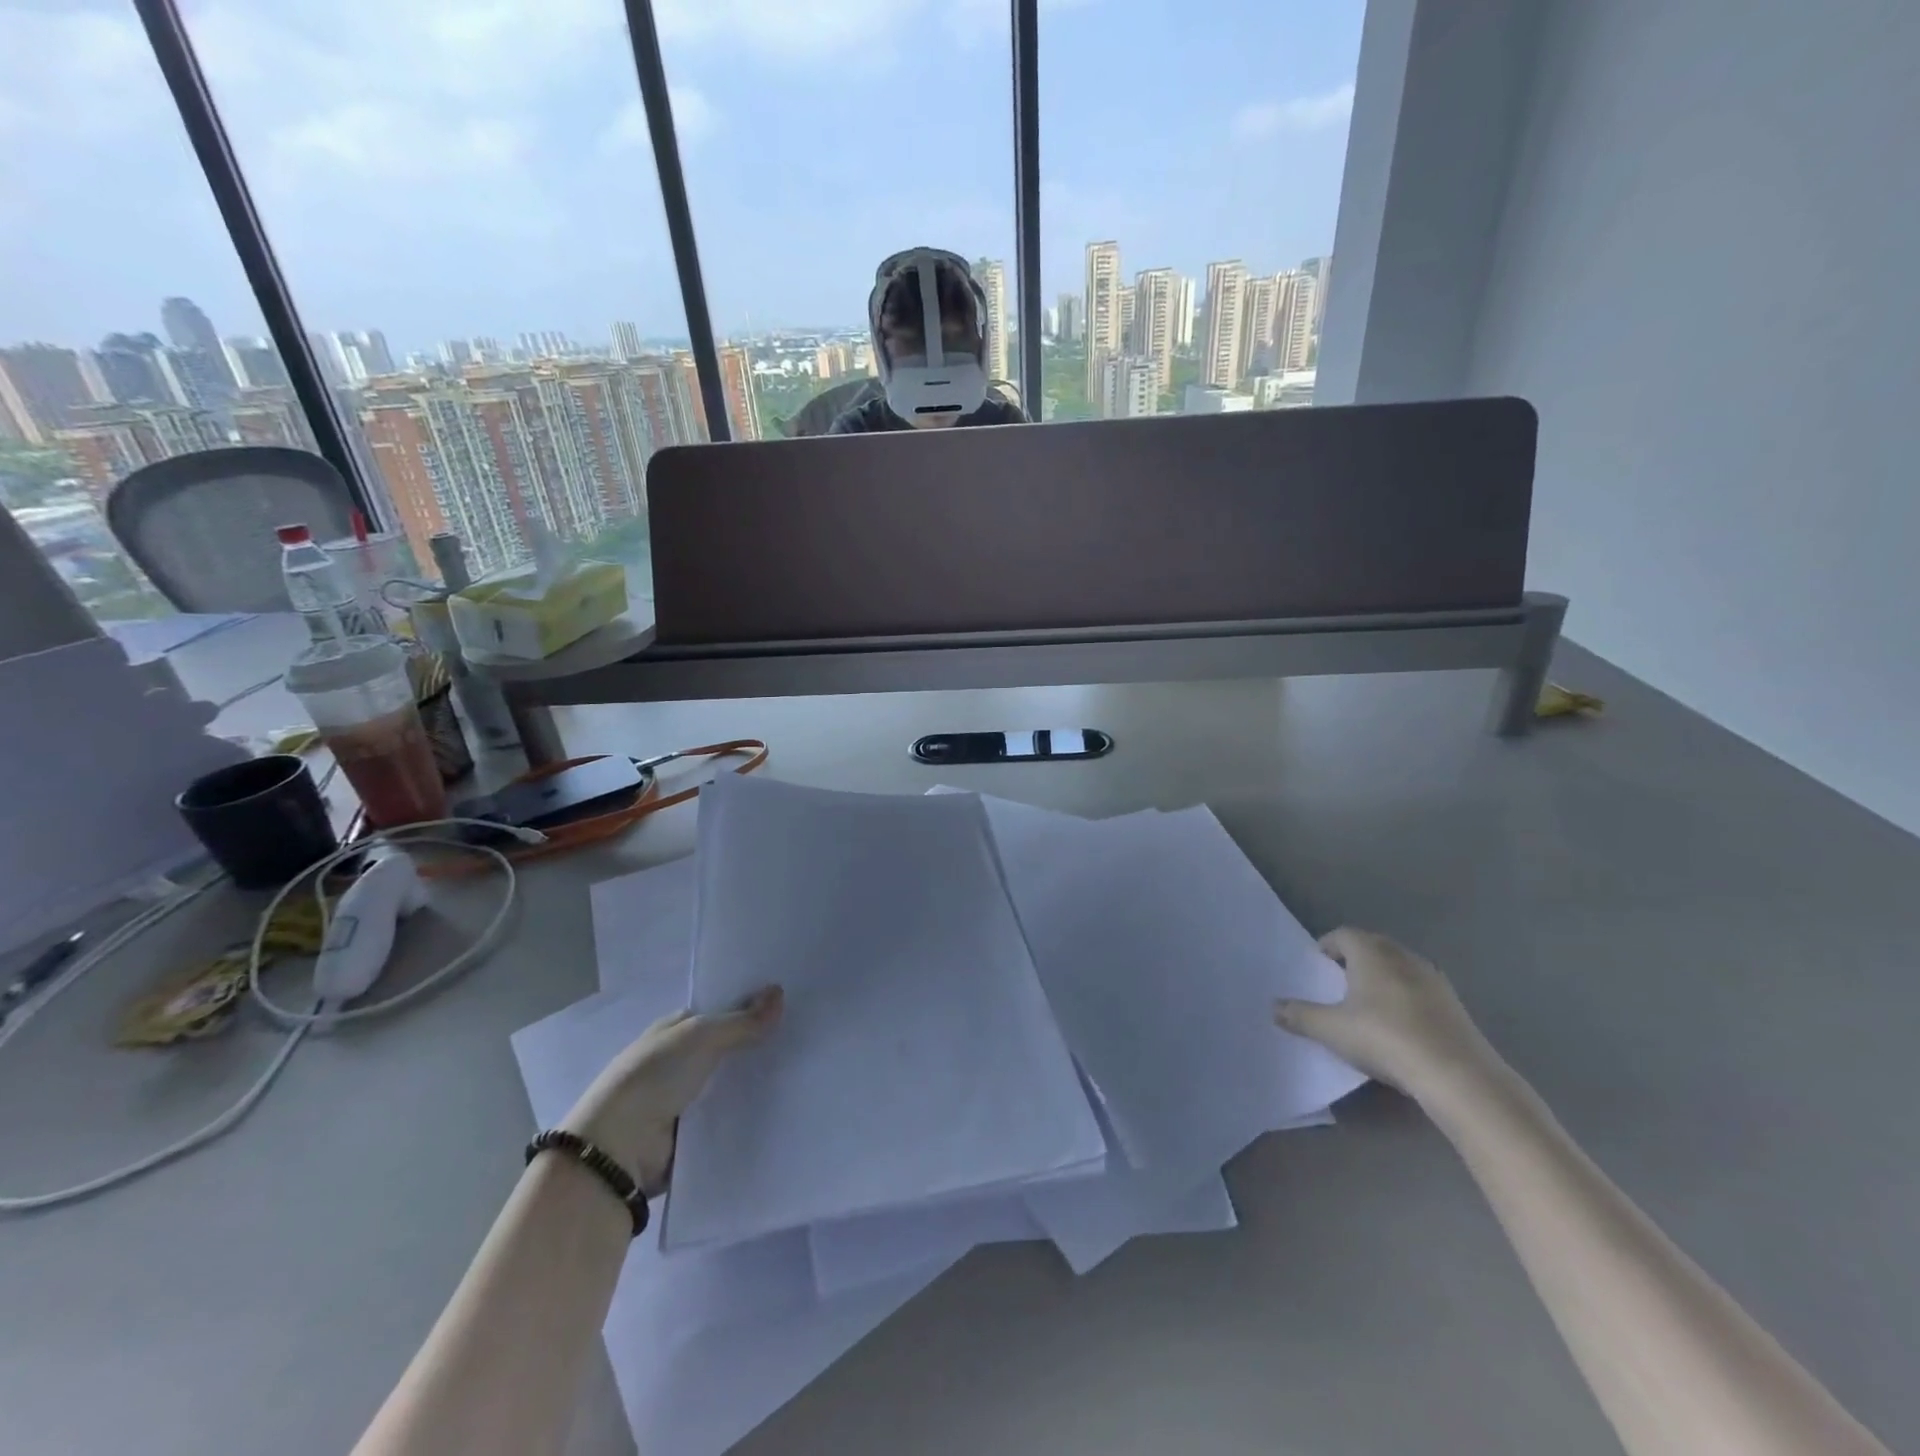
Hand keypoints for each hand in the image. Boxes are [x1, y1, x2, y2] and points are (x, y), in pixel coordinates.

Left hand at [562, 986, 782, 1189]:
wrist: (618, 1150)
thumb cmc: (653, 1077)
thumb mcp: (700, 1037)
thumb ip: (741, 1020)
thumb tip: (779, 992)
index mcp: (672, 1031)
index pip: (716, 1012)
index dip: (747, 1006)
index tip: (788, 1003)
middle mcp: (677, 1062)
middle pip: (726, 1048)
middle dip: (756, 1044)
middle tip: (803, 1037)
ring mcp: (683, 1099)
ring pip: (729, 1083)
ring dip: (754, 1081)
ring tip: (802, 1070)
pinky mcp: (692, 1135)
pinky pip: (727, 1118)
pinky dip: (747, 1113)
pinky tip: (781, 1106)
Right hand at [1275, 929, 1503, 1106]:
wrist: (1458, 1075)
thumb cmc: (1385, 1038)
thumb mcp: (1331, 1030)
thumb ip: (1300, 1015)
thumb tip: (1274, 1007)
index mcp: (1371, 953)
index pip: (1343, 935)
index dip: (1327, 946)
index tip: (1318, 966)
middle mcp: (1403, 956)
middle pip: (1373, 946)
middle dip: (1354, 959)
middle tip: (1338, 982)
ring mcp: (1434, 979)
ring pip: (1399, 967)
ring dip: (1382, 977)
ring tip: (1367, 1004)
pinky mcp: (1455, 1005)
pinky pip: (1420, 989)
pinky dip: (1405, 997)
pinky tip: (1399, 1025)